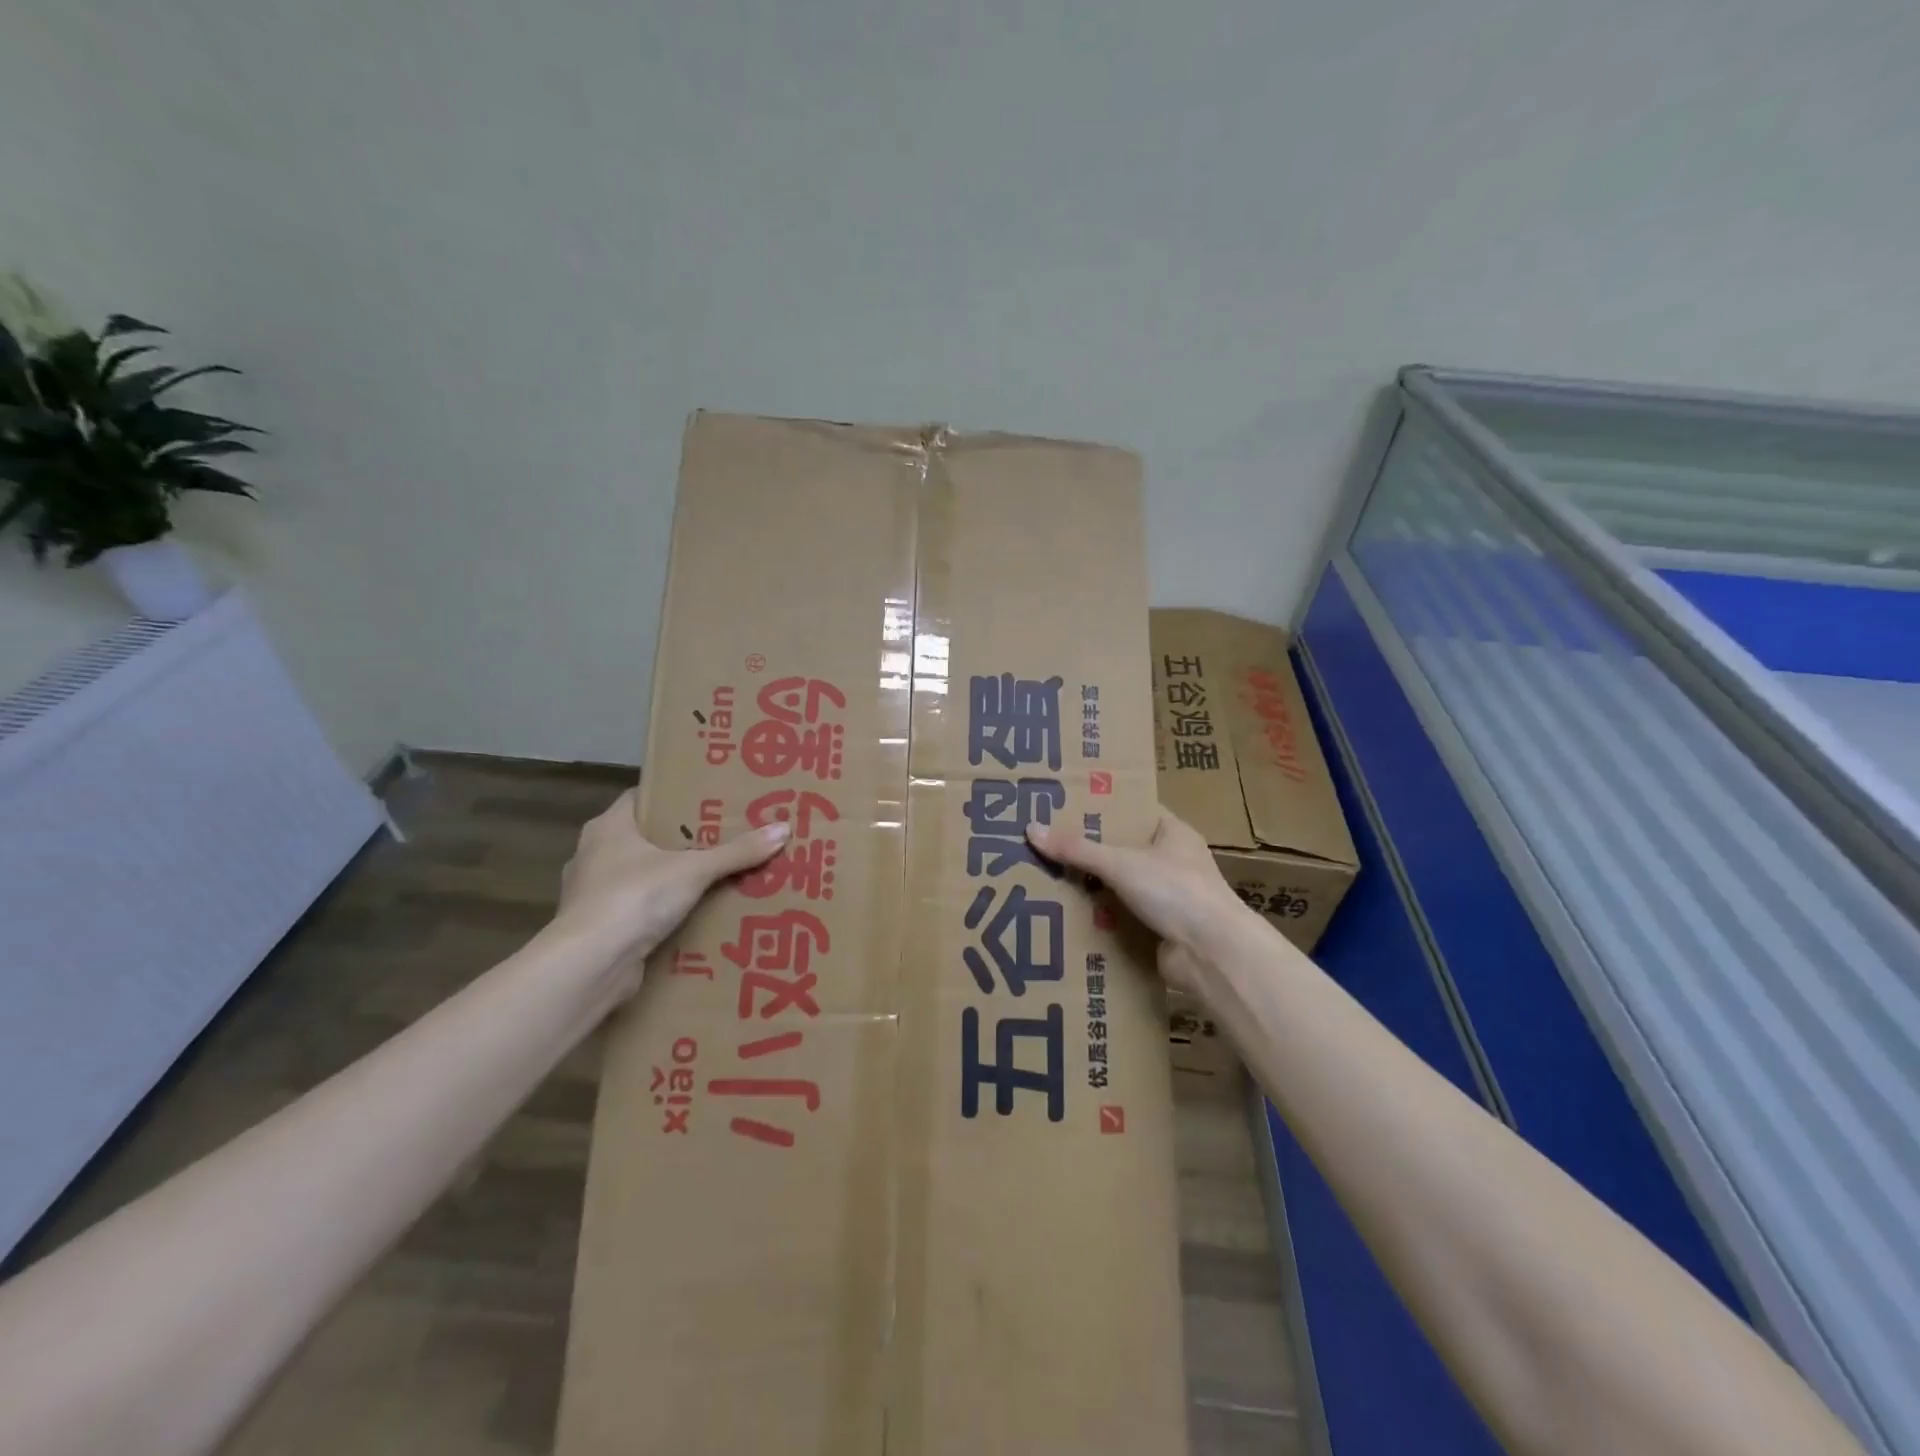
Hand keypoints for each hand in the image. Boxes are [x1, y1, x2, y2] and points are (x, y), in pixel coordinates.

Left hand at [555, 788, 788, 991]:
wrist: (590, 965)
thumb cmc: (635, 897)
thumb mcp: (694, 869)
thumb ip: (737, 852)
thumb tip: (784, 829)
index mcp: (608, 827)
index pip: (642, 798)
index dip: (673, 797)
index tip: (708, 800)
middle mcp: (594, 854)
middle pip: (644, 838)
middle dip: (680, 840)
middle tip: (723, 838)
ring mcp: (592, 893)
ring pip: (640, 875)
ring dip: (670, 879)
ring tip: (714, 878)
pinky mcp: (598, 928)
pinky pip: (637, 910)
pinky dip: (660, 911)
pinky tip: (691, 916)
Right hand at [1027, 809, 1251, 995]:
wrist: (1212, 955)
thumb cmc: (1175, 891)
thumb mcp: (1121, 863)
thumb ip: (1077, 849)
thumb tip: (1032, 829)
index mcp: (1173, 833)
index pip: (1133, 810)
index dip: (1101, 807)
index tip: (1064, 805)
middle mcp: (1173, 861)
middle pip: (1122, 849)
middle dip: (1088, 849)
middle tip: (1046, 841)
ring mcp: (1168, 897)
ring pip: (1119, 884)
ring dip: (1091, 885)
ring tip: (1046, 875)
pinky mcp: (1159, 928)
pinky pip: (1121, 915)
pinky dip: (1100, 916)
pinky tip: (1065, 913)